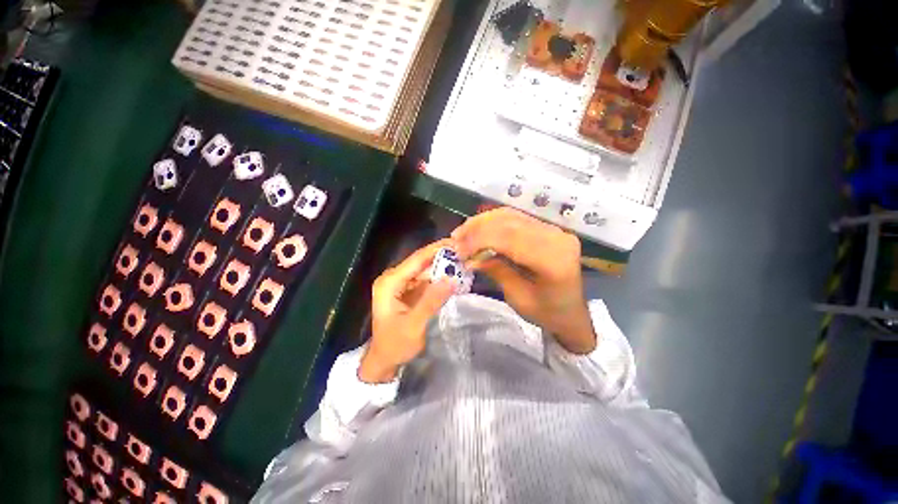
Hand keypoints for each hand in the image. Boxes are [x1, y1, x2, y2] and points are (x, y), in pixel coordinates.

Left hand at [359, 241, 455, 382]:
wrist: (384, 360)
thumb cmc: (395, 344)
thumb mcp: (414, 325)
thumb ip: (431, 301)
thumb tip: (450, 279)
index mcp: (390, 282)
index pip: (416, 259)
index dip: (437, 249)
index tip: (457, 242)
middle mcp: (393, 278)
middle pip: (420, 261)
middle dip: (442, 256)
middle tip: (464, 250)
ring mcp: (400, 284)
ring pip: (424, 269)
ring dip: (442, 265)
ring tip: (463, 260)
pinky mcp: (407, 290)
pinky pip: (425, 279)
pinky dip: (438, 277)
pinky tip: (452, 274)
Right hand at [452, 207, 596, 353]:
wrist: (572, 312)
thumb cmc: (547, 313)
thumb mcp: (517, 297)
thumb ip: (496, 270)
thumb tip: (470, 257)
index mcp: (554, 260)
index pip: (510, 238)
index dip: (479, 240)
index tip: (458, 250)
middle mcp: (557, 237)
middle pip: (510, 222)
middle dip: (478, 228)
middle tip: (456, 238)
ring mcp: (554, 229)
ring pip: (511, 215)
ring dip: (483, 222)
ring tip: (463, 232)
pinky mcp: (548, 228)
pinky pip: (517, 218)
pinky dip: (494, 221)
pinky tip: (479, 228)